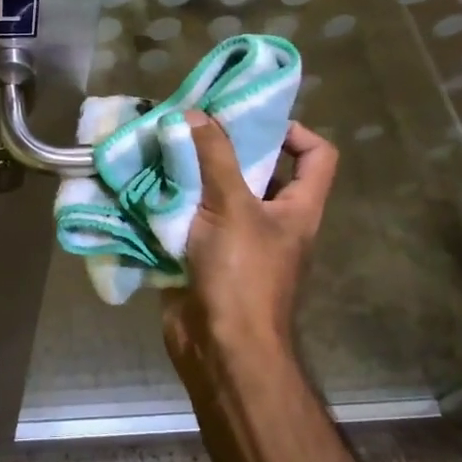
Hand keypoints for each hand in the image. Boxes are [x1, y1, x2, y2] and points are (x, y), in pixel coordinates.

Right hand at [163, 116, 339, 372]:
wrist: (220, 348)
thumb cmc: (242, 275)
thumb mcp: (233, 207)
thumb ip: (215, 157)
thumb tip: (196, 113)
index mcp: (296, 208)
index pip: (317, 156)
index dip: (294, 131)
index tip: (250, 119)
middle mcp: (270, 220)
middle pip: (256, 170)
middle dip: (222, 147)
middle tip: (189, 124)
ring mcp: (235, 240)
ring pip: (215, 193)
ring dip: (189, 173)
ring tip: (160, 147)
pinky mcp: (202, 256)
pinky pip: (187, 219)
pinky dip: (169, 202)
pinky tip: (144, 185)